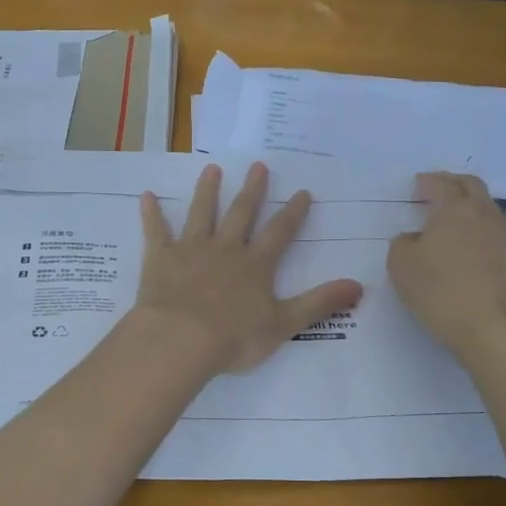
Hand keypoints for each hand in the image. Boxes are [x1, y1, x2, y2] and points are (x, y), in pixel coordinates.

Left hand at [134, 163, 362, 373]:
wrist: (181, 340)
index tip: (302, 192)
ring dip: (207, 191)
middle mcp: (225, 250)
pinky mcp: (160, 258)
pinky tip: (147, 195)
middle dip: (252, 190)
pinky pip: (155, 231)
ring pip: (201, 214)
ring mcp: (191, 250)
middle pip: (241, 214)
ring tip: (212, 170)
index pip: (280, 233)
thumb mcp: (285, 324)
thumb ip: (319, 303)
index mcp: (255, 266)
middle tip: (258, 165)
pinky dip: (151, 213)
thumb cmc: (234, 337)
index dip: (293, 213)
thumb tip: (359, 286)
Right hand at [388, 172, 505, 361]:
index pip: (442, 184)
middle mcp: (488, 216)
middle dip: (455, 185)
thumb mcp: (401, 267)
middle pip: (473, 188)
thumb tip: (415, 239)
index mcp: (455, 210)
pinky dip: (489, 241)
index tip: (418, 185)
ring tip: (460, 228)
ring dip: (475, 213)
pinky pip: (504, 242)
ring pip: (492, 214)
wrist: (500, 330)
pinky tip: (480, 260)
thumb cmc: (442, 293)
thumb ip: (403, 244)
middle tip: (440, 192)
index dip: (428, 182)